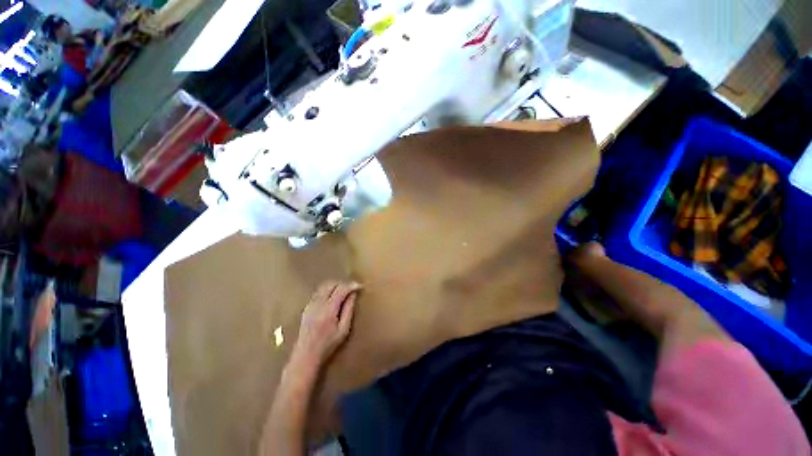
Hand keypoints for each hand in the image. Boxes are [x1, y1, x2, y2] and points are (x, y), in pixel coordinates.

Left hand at [292, 281, 360, 368]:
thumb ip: (348, 309)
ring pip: (324, 286)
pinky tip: (333, 298)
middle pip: (331, 284)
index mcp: (328, 310)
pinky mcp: (306, 307)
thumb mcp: (343, 329)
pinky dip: (327, 290)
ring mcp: (310, 305)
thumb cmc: (328, 345)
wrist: (305, 355)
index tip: (360, 286)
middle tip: (352, 288)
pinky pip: (318, 292)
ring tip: (344, 292)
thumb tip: (353, 294)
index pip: (341, 289)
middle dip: (343, 283)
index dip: (351, 285)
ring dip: (335, 286)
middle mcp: (317, 304)